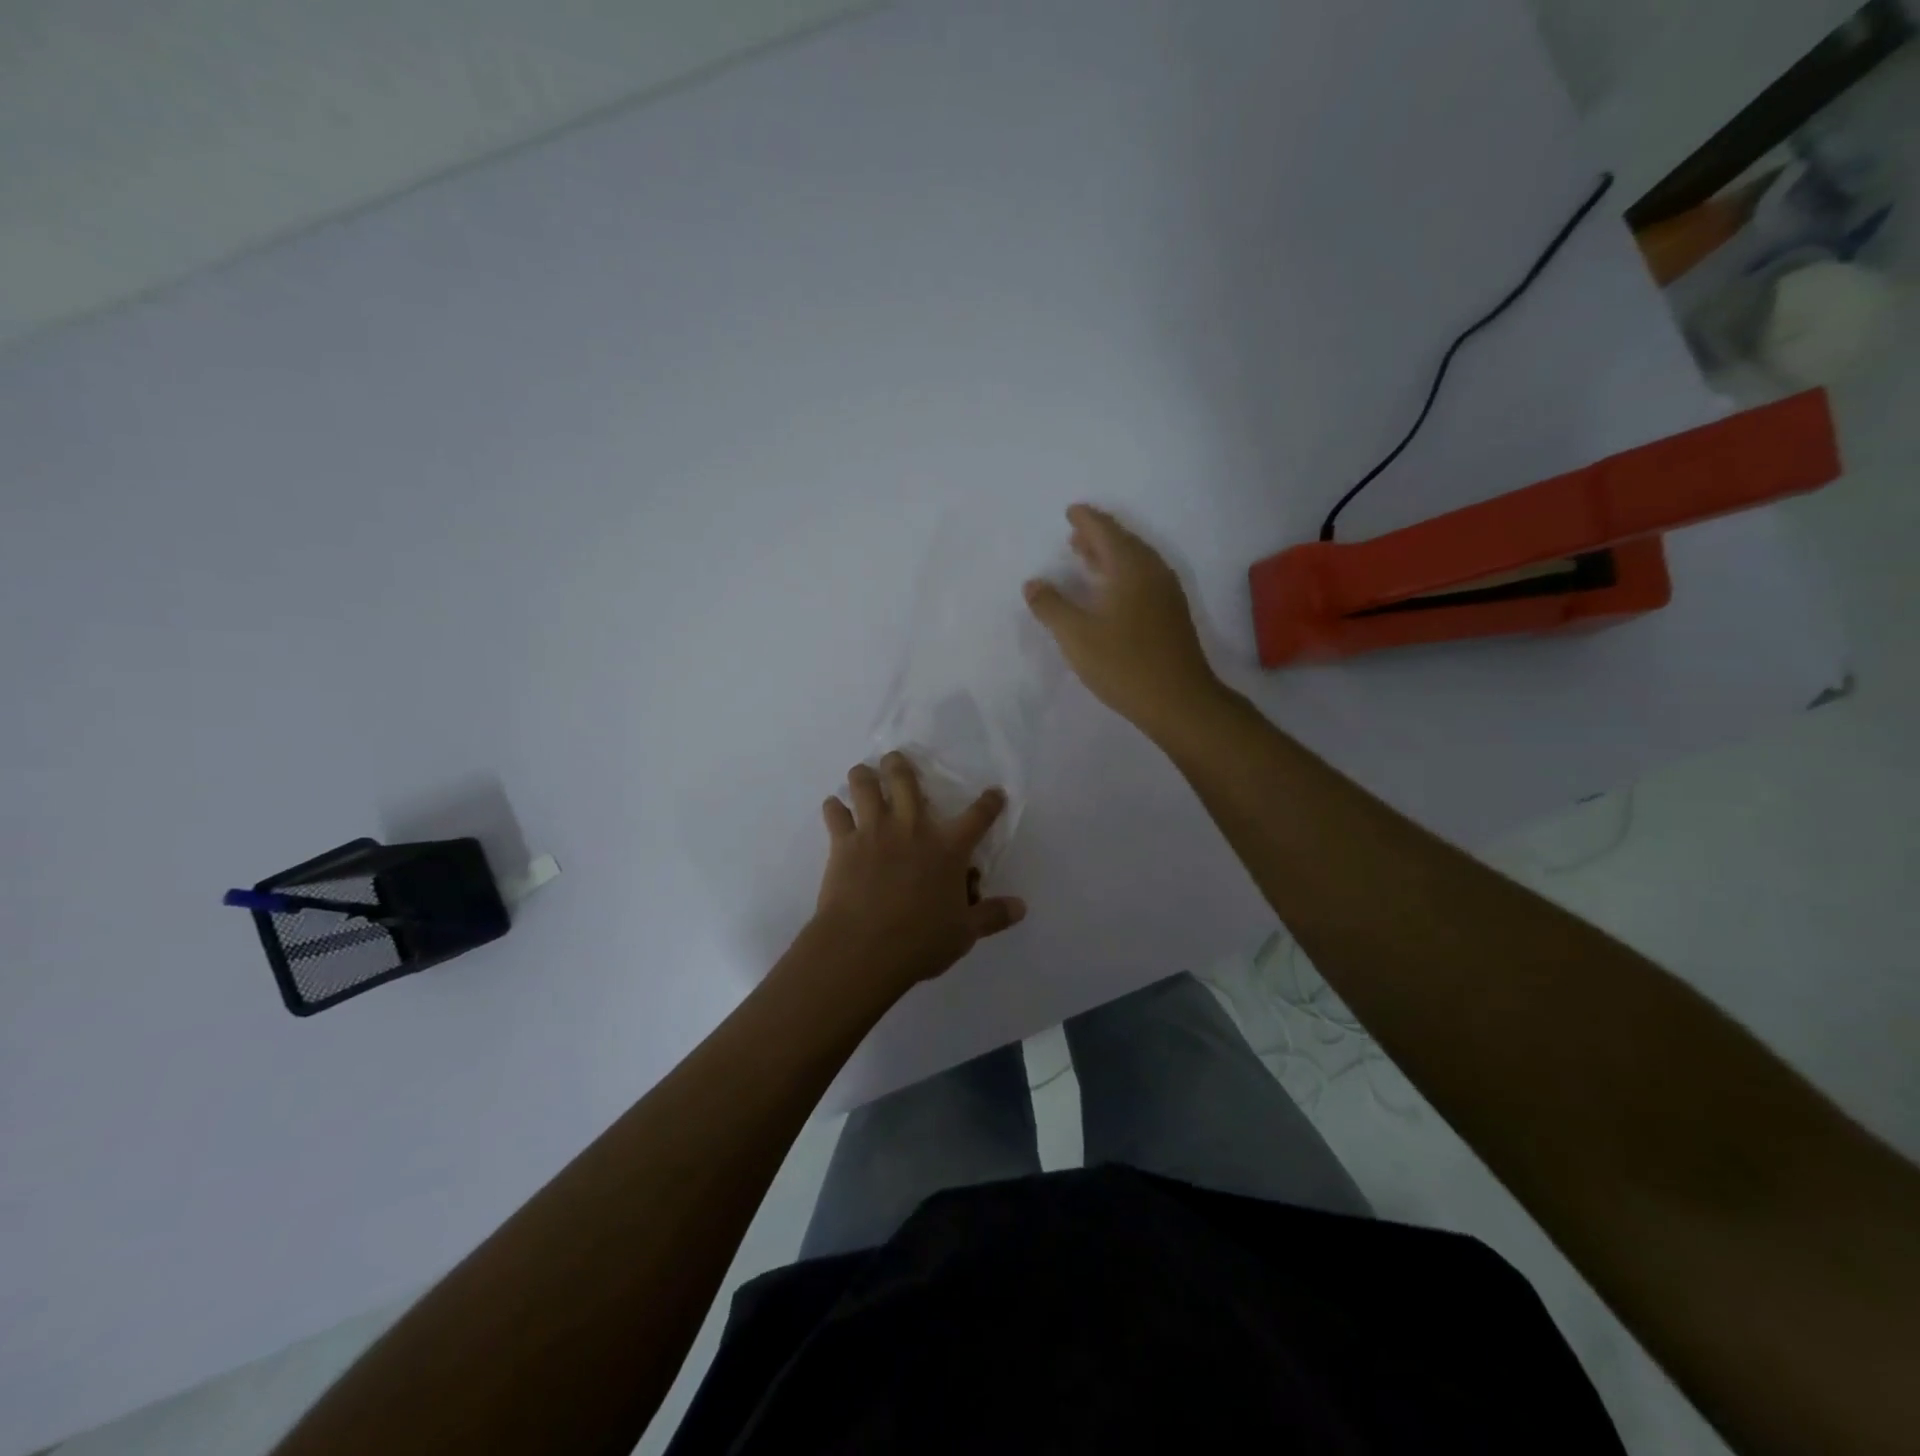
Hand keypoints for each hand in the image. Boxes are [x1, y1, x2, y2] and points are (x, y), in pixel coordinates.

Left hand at [811, 752, 1026, 998]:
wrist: (864, 947)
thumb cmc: (920, 940)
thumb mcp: (964, 932)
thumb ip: (992, 915)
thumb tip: (1021, 907)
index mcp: (948, 847)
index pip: (977, 816)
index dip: (989, 803)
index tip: (994, 792)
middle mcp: (912, 828)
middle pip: (906, 780)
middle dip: (900, 765)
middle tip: (895, 759)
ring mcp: (874, 831)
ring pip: (865, 786)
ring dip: (863, 775)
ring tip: (862, 772)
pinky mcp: (843, 843)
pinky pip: (835, 814)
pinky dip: (834, 808)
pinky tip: (833, 808)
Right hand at [1023, 504, 1219, 736]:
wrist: (1179, 701)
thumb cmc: (1124, 664)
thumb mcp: (1077, 636)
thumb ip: (1051, 607)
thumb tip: (1032, 584)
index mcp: (1131, 568)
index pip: (1106, 532)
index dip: (1087, 520)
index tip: (1071, 511)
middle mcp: (1153, 573)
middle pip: (1124, 543)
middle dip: (1099, 535)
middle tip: (1075, 533)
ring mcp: (1167, 594)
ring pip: (1136, 562)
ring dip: (1111, 556)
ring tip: (1088, 558)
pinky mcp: (1171, 615)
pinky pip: (1143, 579)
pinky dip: (1123, 574)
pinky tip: (1111, 593)